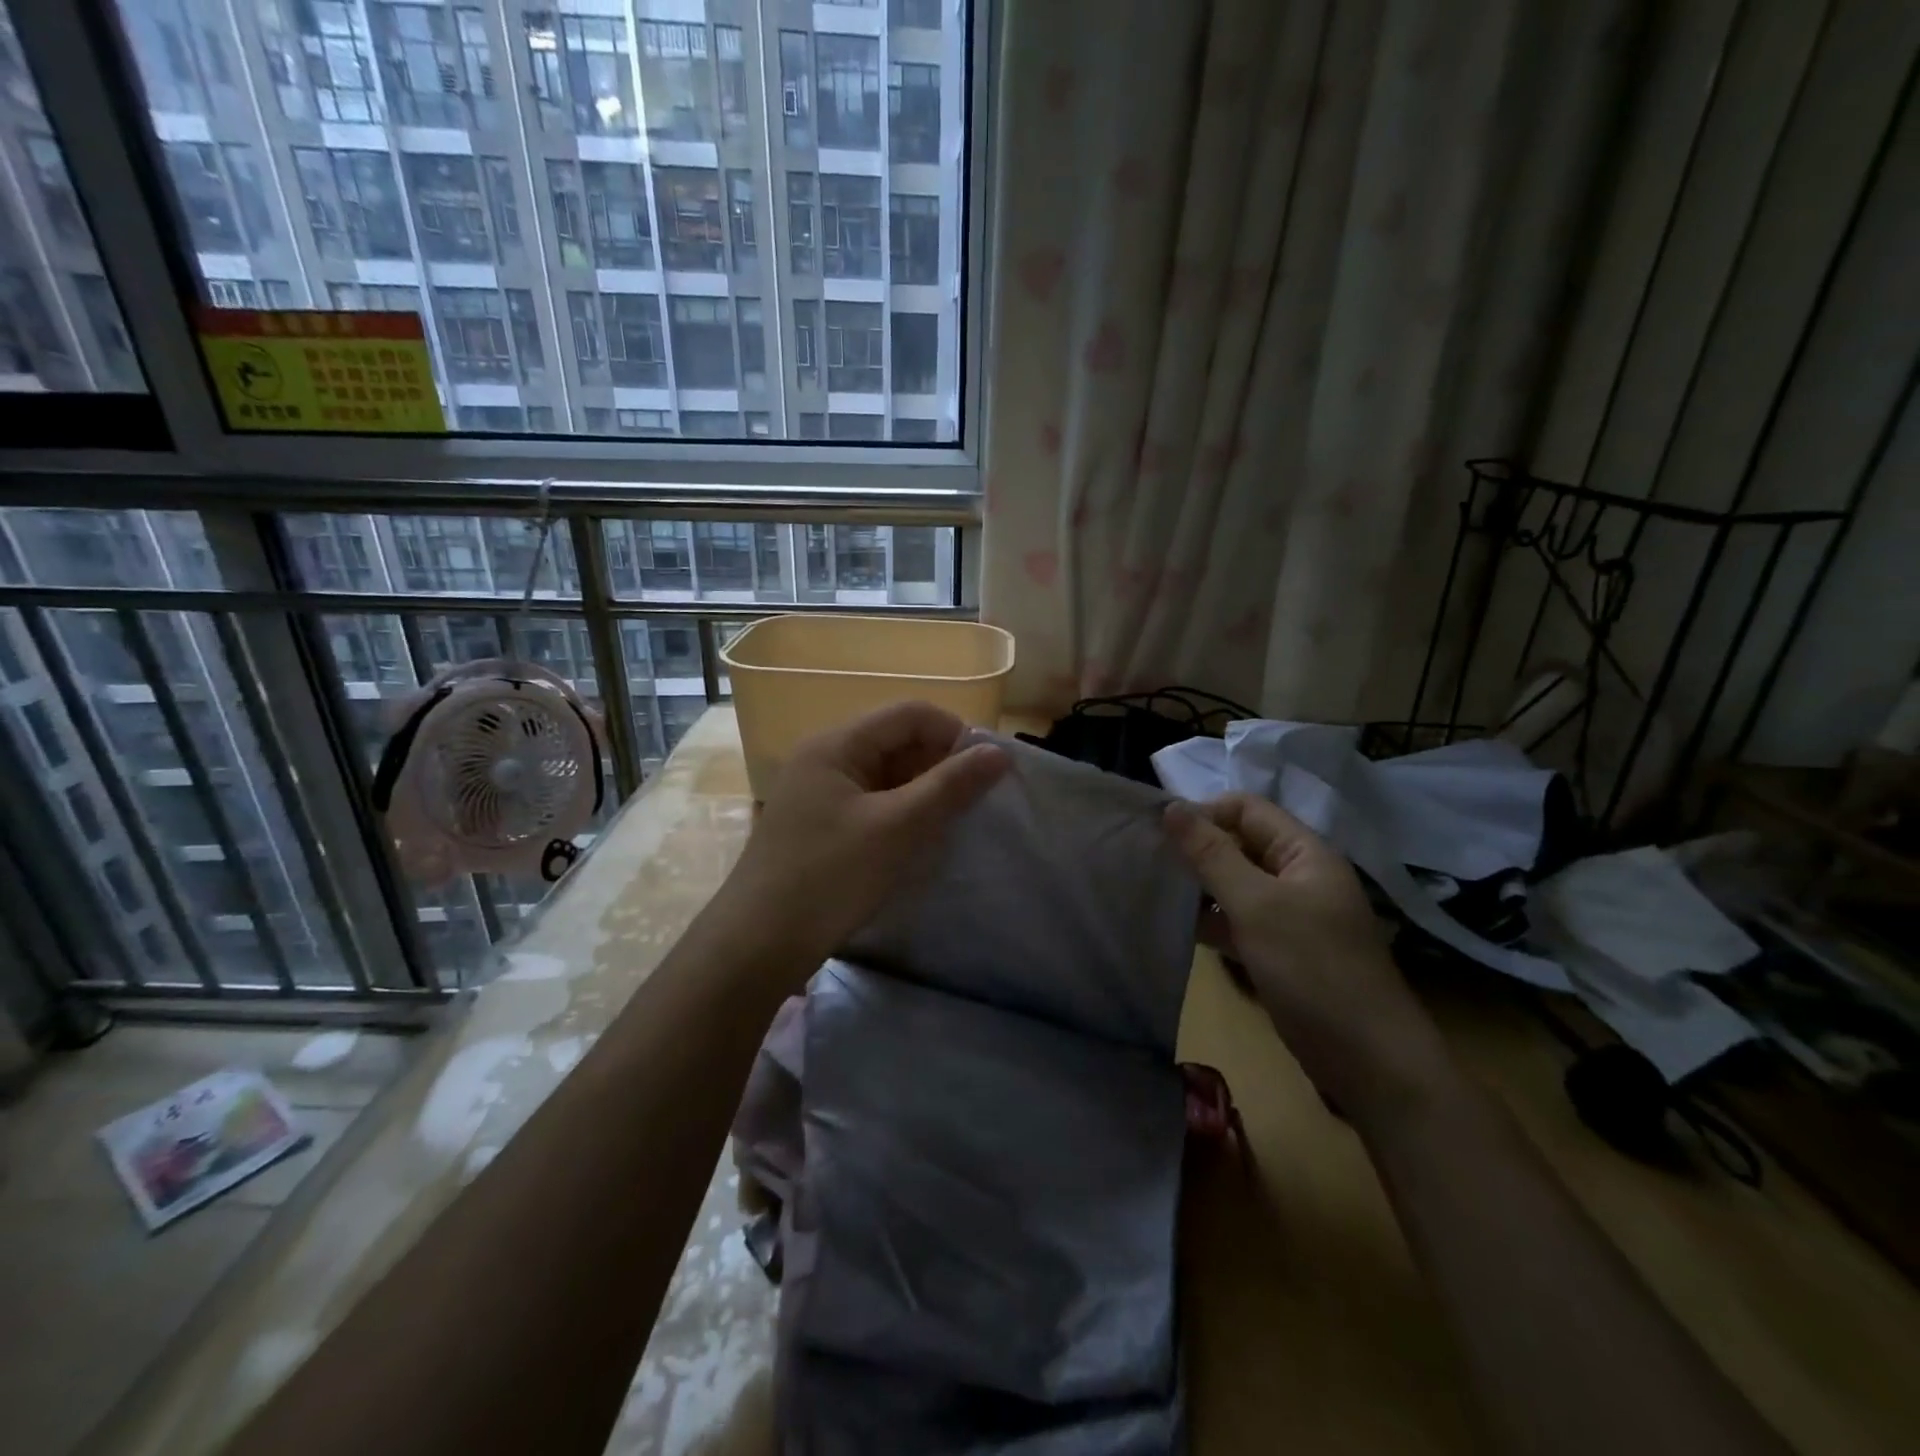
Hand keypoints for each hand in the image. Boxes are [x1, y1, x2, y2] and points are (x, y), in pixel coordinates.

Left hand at [722, 701, 1008, 971]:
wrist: (756, 947)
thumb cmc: (829, 878)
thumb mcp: (897, 828)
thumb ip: (950, 786)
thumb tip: (999, 752)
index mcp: (837, 744)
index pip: (910, 714)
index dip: (954, 733)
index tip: (988, 772)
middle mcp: (825, 758)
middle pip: (897, 740)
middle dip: (940, 765)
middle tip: (975, 803)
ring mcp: (819, 793)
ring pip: (886, 774)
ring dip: (923, 792)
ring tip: (953, 823)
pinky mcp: (819, 825)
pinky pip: (871, 803)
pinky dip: (901, 814)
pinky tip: (919, 841)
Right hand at [1164, 794, 1449, 1126]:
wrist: (1369, 1063)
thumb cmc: (1313, 970)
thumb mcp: (1257, 906)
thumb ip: (1212, 855)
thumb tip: (1170, 806)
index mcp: (1305, 853)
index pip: (1246, 810)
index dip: (1204, 813)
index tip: (1158, 834)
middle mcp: (1298, 877)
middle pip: (1240, 845)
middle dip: (1196, 850)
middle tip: (1148, 861)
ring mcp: (1290, 917)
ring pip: (1235, 885)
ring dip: (1200, 886)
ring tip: (1153, 891)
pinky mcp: (1280, 952)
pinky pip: (1238, 922)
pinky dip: (1211, 922)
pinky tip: (1178, 928)